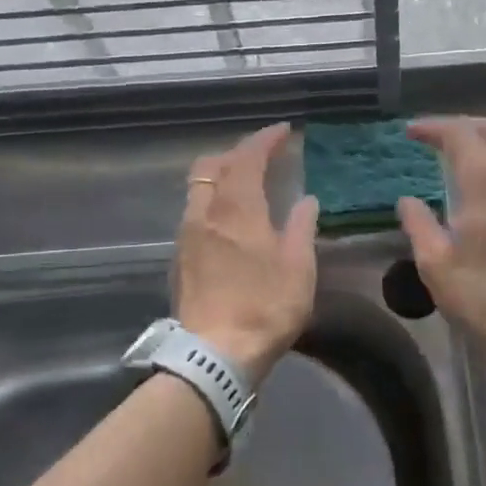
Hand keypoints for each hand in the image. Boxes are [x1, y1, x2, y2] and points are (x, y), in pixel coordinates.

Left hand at [173, 123, 318, 381]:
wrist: (214, 354)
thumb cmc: (264, 307)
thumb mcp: (298, 268)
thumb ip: (302, 227)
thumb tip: (306, 200)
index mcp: (237, 209)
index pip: (247, 158)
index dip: (264, 140)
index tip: (283, 131)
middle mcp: (205, 213)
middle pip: (211, 165)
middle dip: (236, 153)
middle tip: (262, 156)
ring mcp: (187, 235)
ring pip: (198, 188)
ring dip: (220, 176)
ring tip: (246, 184)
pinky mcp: (179, 257)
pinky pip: (194, 211)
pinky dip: (212, 200)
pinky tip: (229, 219)